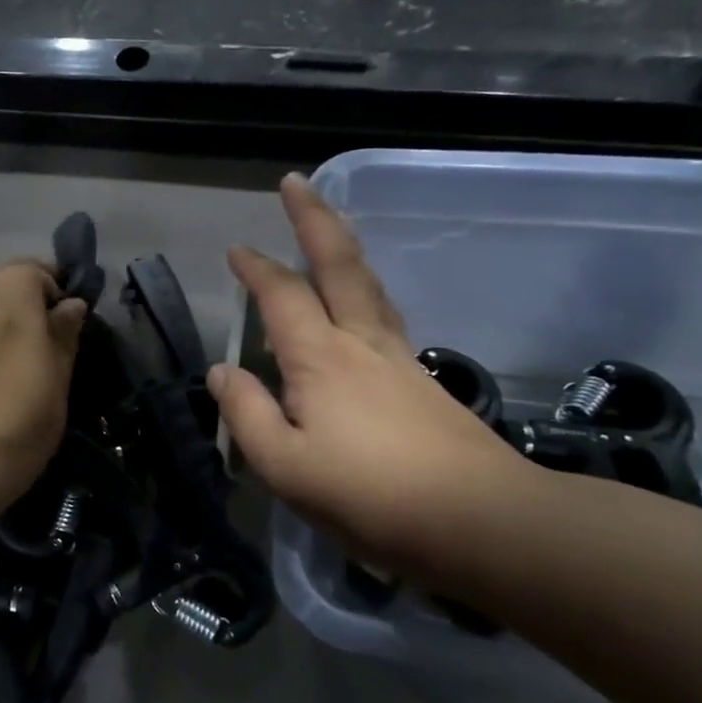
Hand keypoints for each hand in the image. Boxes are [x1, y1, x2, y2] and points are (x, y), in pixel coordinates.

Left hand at [0, 259, 86, 517]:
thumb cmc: (18, 433)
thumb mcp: (56, 389)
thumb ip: (63, 339)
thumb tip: (71, 304)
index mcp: (15, 319)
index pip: (23, 269)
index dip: (45, 276)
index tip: (62, 303)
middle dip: (21, 279)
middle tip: (41, 309)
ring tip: (13, 322)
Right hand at [210, 175, 539, 577]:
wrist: (480, 520)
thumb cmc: (370, 496)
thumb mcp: (285, 467)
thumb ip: (246, 414)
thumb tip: (221, 371)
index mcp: (321, 358)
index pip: (282, 295)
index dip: (256, 269)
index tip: (236, 249)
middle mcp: (361, 342)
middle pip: (338, 264)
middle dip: (313, 219)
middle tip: (295, 182)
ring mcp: (398, 358)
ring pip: (368, 285)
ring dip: (343, 247)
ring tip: (329, 228)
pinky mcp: (421, 380)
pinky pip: (383, 314)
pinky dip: (363, 288)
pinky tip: (360, 304)